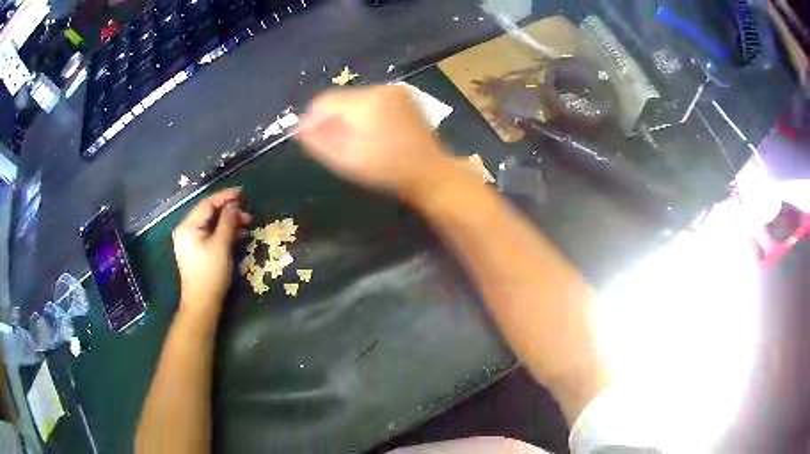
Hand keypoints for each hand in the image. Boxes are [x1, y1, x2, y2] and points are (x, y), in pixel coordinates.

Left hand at [172, 188, 251, 314]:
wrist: (202, 304)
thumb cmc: (211, 274)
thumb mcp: (221, 245)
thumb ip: (228, 221)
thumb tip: (234, 204)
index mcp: (188, 226)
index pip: (207, 204)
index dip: (226, 196)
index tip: (243, 192)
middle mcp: (186, 230)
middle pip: (209, 213)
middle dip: (229, 211)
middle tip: (248, 212)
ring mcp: (190, 240)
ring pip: (211, 223)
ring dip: (229, 221)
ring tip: (247, 223)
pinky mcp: (196, 250)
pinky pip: (210, 234)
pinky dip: (224, 232)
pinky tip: (238, 234)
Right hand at [296, 85, 453, 201]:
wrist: (430, 174)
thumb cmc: (386, 170)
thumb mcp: (346, 159)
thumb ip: (317, 141)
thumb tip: (297, 127)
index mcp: (366, 101)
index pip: (324, 101)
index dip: (314, 120)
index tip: (313, 139)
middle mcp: (381, 88)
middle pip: (342, 99)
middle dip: (334, 119)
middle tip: (338, 144)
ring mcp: (396, 92)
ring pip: (357, 100)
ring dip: (350, 117)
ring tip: (356, 141)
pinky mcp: (406, 98)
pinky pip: (374, 102)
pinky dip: (367, 115)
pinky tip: (373, 134)